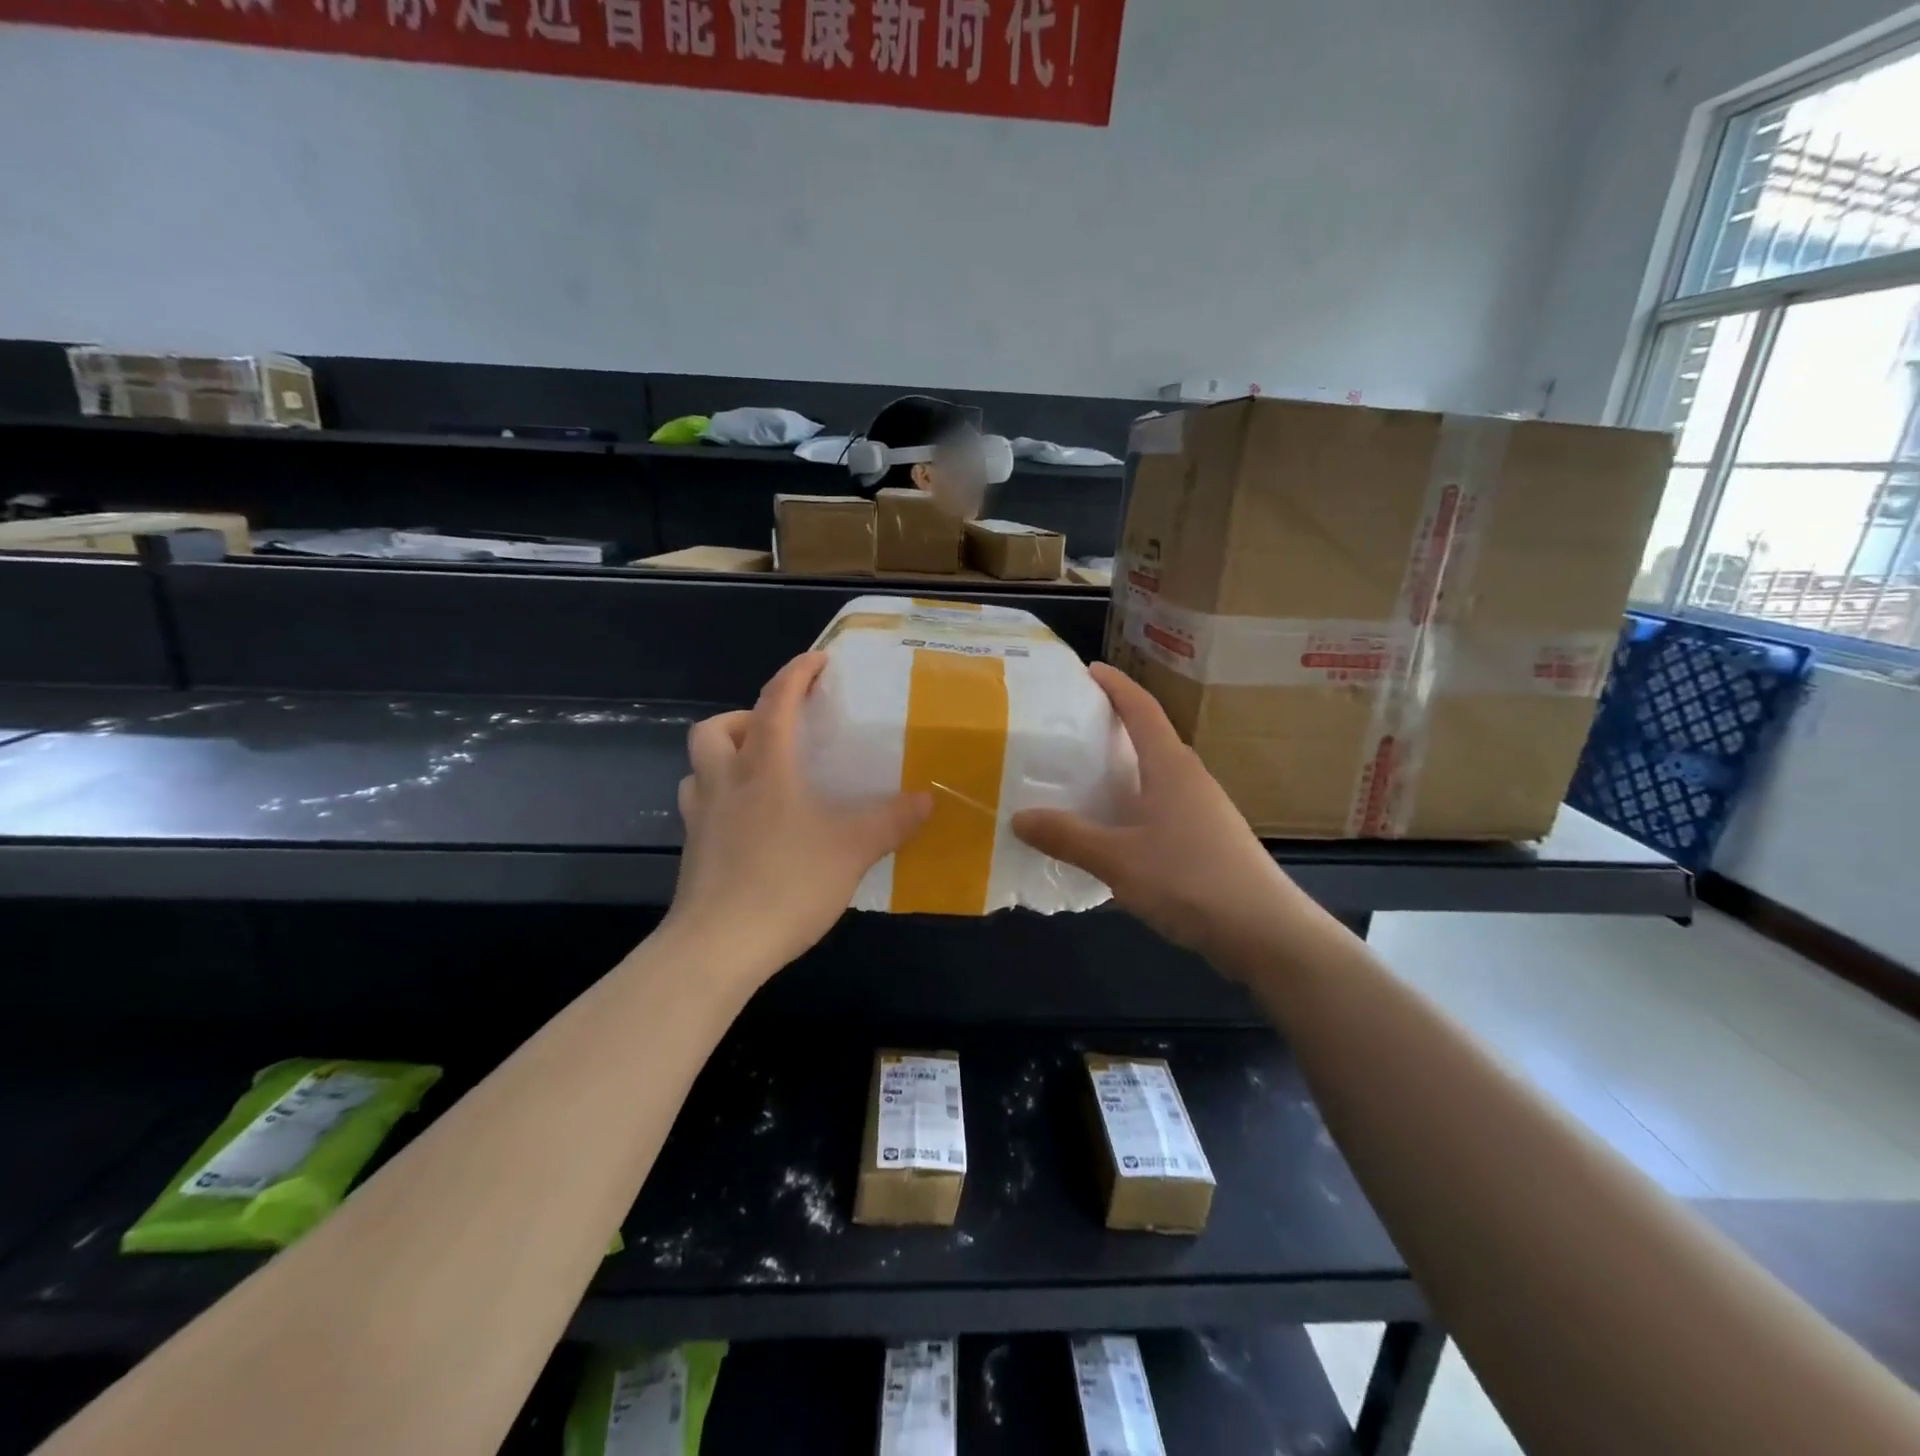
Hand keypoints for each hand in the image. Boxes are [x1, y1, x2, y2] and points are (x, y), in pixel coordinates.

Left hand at [668, 652, 932, 977]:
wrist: (717, 948)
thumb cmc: (786, 884)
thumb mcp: (852, 850)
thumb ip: (891, 821)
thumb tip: (927, 799)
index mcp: (764, 769)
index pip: (776, 702)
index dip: (797, 673)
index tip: (818, 661)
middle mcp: (725, 783)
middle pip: (716, 728)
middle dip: (745, 717)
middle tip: (779, 734)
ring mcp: (701, 818)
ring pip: (700, 767)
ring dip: (726, 758)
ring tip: (761, 776)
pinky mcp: (692, 852)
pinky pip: (700, 806)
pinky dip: (720, 800)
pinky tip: (748, 824)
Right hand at [1011, 664, 1299, 967]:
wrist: (1264, 931)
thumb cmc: (1191, 880)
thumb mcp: (1118, 859)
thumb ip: (1068, 837)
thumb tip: (1018, 817)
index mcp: (1170, 766)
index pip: (1142, 709)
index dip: (1115, 685)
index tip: (1088, 669)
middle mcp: (1189, 778)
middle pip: (1149, 738)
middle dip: (1113, 725)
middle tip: (1069, 726)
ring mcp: (1202, 810)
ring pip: (1155, 776)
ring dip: (1122, 770)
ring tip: (1081, 776)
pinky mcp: (1207, 839)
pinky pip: (1160, 807)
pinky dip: (1132, 805)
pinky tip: (1110, 830)